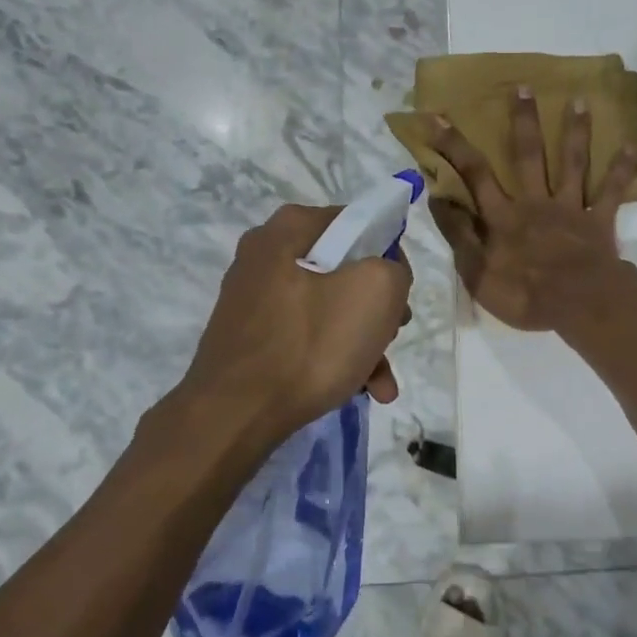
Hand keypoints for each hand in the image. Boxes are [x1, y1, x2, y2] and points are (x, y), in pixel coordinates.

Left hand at [182, 204, 411, 438]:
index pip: (358, 223)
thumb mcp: (376, 291)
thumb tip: (384, 276)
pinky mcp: (249, 335)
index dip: (390, 256)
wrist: (235, 413)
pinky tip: (359, 389)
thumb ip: (394, 268)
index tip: (401, 294)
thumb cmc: (311, 343)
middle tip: (394, 336)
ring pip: (327, 308)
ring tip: (382, 382)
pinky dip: (333, 356)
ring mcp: (253, 296)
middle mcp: (265, 253)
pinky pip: (305, 335)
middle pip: (344, 270)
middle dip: (378, 308)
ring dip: (363, 342)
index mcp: (291, 227)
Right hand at [428, 89, 636, 334]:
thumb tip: (437, 198)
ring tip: (579, 100)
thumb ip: (458, 234)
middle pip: (528, 155)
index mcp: (504, 216)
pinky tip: (633, 144)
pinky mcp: (598, 220)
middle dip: (523, 121)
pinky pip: (611, 190)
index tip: (439, 117)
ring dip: (575, 131)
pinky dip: (623, 168)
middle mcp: (536, 202)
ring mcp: (570, 208)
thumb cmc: (525, 295)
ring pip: (571, 163)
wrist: (580, 306)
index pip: (475, 174)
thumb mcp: (477, 273)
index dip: (455, 146)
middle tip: (524, 87)